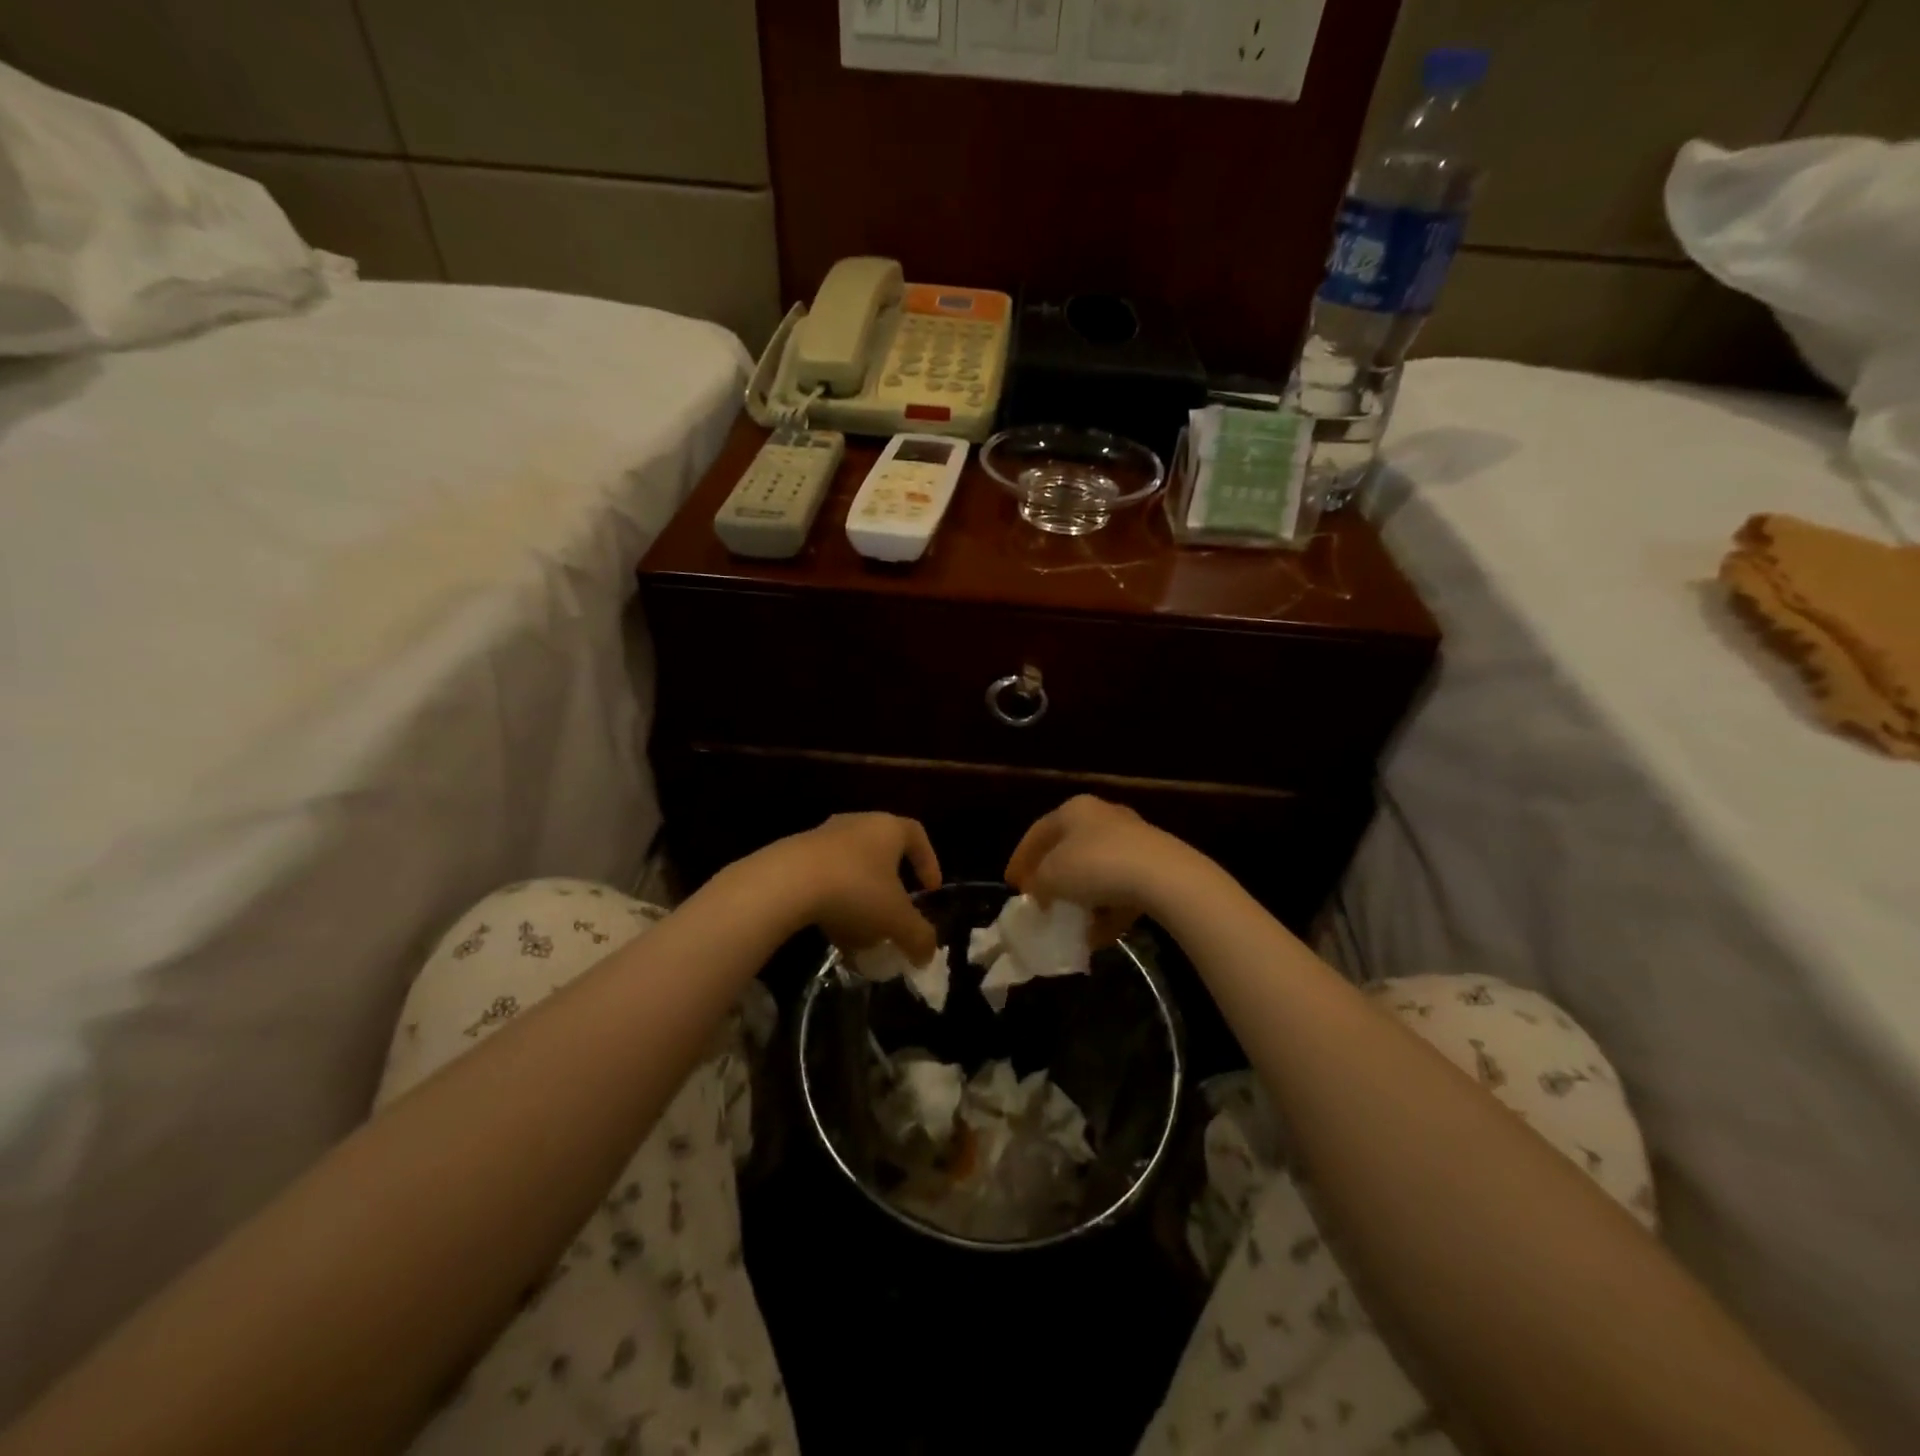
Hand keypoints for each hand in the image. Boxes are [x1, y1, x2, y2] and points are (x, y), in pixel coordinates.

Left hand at [776, 813, 941, 961]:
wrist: (785, 882)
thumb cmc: (854, 890)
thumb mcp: (896, 920)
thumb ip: (919, 937)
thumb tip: (927, 954)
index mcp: (888, 828)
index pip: (917, 836)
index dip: (928, 862)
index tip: (930, 890)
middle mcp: (857, 823)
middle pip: (882, 851)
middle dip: (891, 885)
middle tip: (895, 912)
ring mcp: (822, 835)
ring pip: (851, 865)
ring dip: (860, 896)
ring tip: (861, 929)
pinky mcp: (794, 853)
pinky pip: (824, 876)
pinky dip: (833, 900)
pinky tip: (832, 928)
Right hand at [1004, 796, 1207, 944]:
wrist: (1164, 876)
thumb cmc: (1096, 866)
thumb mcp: (1052, 876)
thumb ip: (1037, 883)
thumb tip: (1038, 891)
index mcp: (1074, 810)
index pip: (1037, 832)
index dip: (1020, 858)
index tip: (1011, 884)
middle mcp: (1103, 816)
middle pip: (1068, 849)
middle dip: (1053, 877)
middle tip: (1040, 900)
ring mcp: (1133, 839)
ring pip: (1096, 870)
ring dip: (1081, 897)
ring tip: (1070, 923)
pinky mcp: (1155, 864)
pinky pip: (1121, 888)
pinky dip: (1107, 909)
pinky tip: (1099, 934)